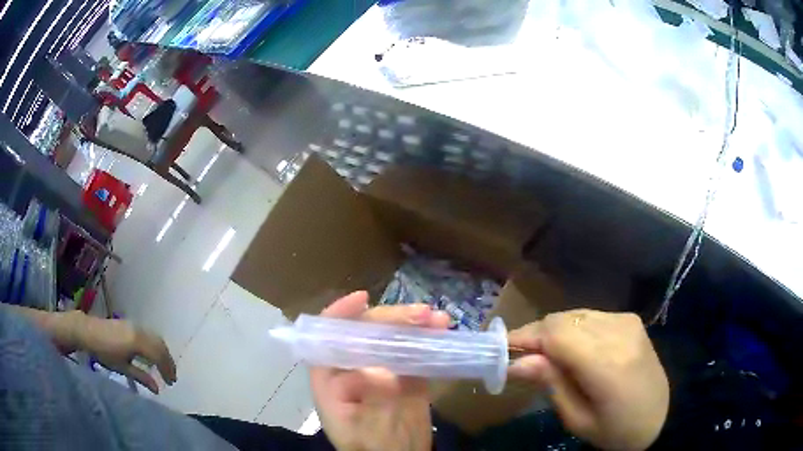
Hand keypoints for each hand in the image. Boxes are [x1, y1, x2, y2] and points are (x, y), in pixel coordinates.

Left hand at [74, 313, 176, 393]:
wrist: (88, 331)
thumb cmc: (104, 352)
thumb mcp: (122, 368)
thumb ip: (141, 377)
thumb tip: (157, 389)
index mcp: (138, 342)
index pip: (159, 356)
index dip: (167, 369)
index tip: (171, 383)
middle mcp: (139, 331)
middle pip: (160, 345)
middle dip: (168, 361)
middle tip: (171, 376)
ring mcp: (135, 325)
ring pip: (155, 338)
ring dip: (162, 352)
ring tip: (164, 366)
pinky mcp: (130, 324)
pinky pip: (148, 334)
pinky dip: (155, 345)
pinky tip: (152, 355)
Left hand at [310, 291, 449, 450]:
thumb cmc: (373, 449)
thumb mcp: (369, 431)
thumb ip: (372, 401)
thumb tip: (382, 371)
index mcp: (331, 381)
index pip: (327, 340)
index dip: (340, 315)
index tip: (363, 298)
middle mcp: (353, 370)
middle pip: (365, 334)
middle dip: (389, 319)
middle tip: (420, 314)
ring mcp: (381, 371)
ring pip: (391, 338)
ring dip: (413, 324)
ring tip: (437, 318)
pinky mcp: (405, 375)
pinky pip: (415, 351)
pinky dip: (428, 339)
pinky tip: (442, 329)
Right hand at [507, 309, 668, 450]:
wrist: (661, 416)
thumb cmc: (616, 430)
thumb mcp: (578, 419)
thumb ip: (552, 385)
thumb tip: (517, 362)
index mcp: (607, 365)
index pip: (557, 335)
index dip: (526, 337)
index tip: (501, 349)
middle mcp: (619, 333)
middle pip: (564, 320)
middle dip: (536, 334)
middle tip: (520, 357)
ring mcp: (627, 322)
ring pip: (575, 314)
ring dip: (553, 331)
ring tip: (543, 356)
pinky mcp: (630, 320)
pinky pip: (590, 317)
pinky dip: (572, 329)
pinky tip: (571, 350)